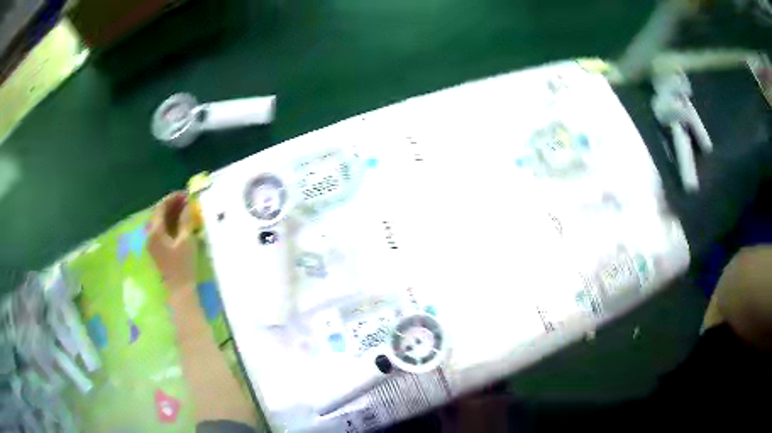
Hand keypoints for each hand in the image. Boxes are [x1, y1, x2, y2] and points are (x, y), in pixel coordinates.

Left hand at [148, 192, 196, 292]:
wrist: (179, 290)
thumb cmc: (183, 265)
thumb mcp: (186, 240)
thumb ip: (185, 220)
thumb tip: (187, 205)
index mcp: (155, 231)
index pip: (160, 208)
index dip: (172, 198)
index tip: (185, 193)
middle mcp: (150, 235)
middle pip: (158, 214)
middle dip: (171, 205)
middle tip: (186, 200)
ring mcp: (152, 243)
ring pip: (159, 222)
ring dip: (170, 214)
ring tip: (184, 209)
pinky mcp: (156, 250)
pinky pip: (161, 230)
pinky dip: (169, 223)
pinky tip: (179, 223)